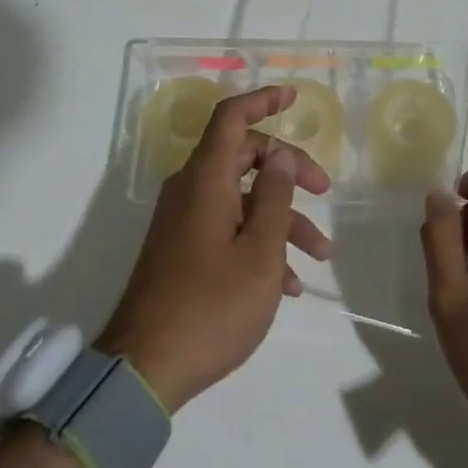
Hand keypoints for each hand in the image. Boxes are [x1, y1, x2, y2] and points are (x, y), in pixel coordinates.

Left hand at [96, 86, 333, 412]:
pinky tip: (286, 284)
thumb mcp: (259, 251)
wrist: (143, 370)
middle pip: (243, 156)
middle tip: (324, 190)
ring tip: (319, 255)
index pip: (232, 118)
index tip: (293, 97)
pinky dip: (258, 243)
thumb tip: (279, 156)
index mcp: (205, 179)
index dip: (263, 101)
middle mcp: (191, 190)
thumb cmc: (211, 305)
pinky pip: (226, 229)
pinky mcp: (182, 250)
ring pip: (241, 199)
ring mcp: (184, 221)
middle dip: (288, 170)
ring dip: (281, 219)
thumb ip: (274, 196)